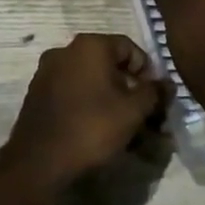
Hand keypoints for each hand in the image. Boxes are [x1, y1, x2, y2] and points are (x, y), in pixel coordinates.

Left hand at [6, 34, 165, 189]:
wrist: (40, 160)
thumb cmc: (92, 127)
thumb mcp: (134, 111)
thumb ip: (154, 92)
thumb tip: (167, 83)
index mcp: (90, 45)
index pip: (130, 48)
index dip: (147, 73)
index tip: (154, 99)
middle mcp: (66, 50)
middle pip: (109, 64)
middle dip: (129, 89)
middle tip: (142, 117)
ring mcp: (48, 71)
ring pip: (90, 80)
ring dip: (110, 99)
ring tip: (122, 128)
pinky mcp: (37, 93)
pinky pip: (72, 92)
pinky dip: (88, 105)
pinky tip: (97, 130)